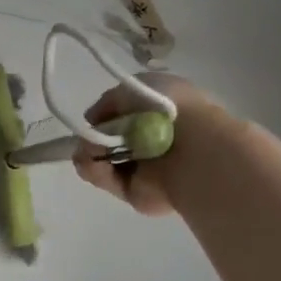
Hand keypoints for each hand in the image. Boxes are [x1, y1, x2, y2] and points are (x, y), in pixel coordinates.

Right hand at [72, 74, 221, 215]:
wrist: (192, 147)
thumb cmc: (167, 108)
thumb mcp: (135, 87)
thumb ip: (109, 101)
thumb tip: (93, 120)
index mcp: (157, 115)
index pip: (121, 117)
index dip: (103, 117)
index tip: (94, 118)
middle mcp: (150, 143)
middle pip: (106, 141)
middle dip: (91, 138)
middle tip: (88, 138)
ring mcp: (143, 171)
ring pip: (101, 162)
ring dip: (89, 153)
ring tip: (92, 150)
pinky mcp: (135, 193)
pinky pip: (106, 180)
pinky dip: (95, 171)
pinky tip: (94, 163)